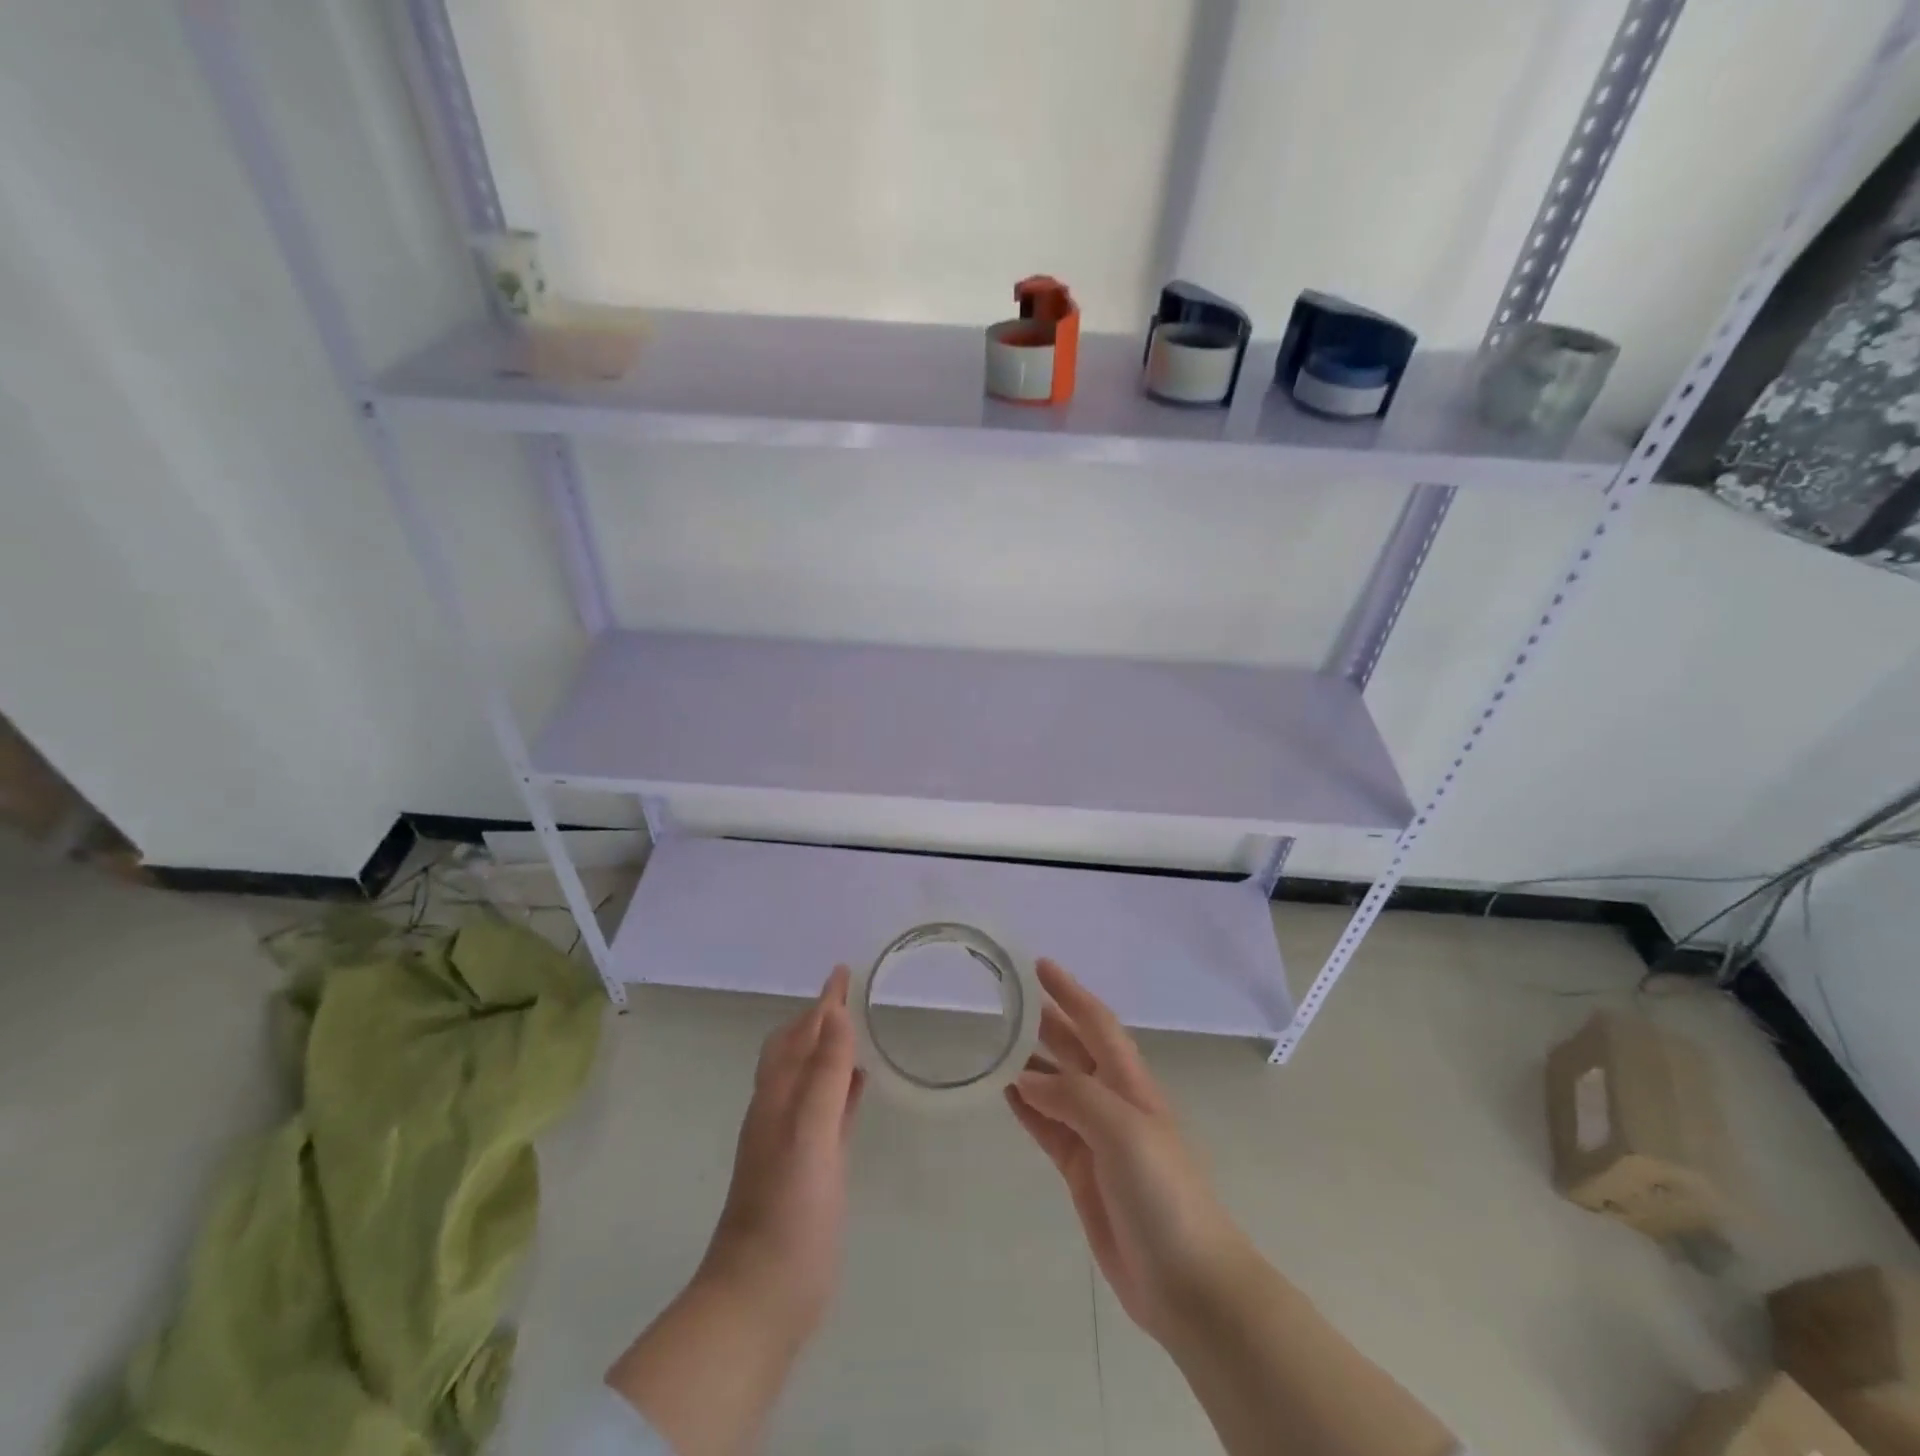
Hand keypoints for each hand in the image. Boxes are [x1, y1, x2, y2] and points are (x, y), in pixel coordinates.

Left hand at [698, 966, 864, 1341]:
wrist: (761, 1297)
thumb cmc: (788, 1213)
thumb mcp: (810, 1136)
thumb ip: (824, 1076)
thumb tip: (835, 1014)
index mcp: (779, 1097)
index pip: (802, 1034)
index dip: (823, 1003)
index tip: (842, 971)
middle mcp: (781, 1111)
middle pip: (798, 1050)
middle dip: (819, 1018)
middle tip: (847, 995)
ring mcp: (794, 1140)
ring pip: (811, 1078)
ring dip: (829, 1049)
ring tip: (854, 1030)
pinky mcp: (810, 1167)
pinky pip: (826, 1109)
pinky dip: (840, 1088)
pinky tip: (858, 1088)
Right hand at [1007, 960, 1251, 1344]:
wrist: (1188, 1283)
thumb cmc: (1163, 1193)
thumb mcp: (1123, 1131)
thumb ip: (1074, 1098)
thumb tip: (1026, 1079)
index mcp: (1131, 1083)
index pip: (1097, 1023)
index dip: (1071, 992)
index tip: (1040, 965)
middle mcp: (1113, 1102)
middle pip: (1074, 1050)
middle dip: (1045, 1022)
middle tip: (1005, 1000)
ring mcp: (1097, 1138)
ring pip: (1056, 1087)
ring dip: (1029, 1064)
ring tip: (994, 1043)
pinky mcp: (1082, 1173)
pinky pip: (1048, 1128)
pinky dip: (1027, 1108)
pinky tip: (1005, 1093)